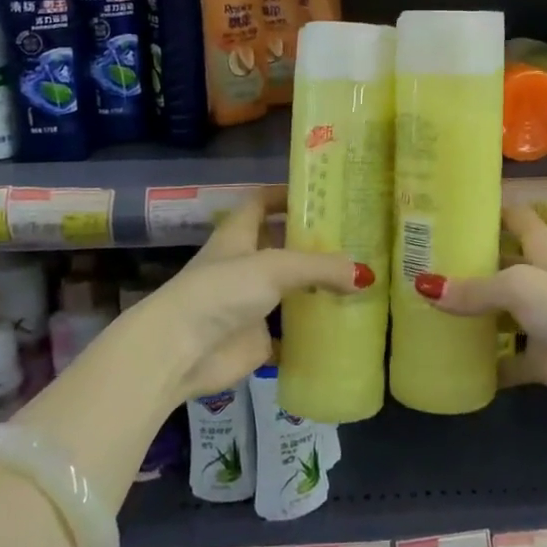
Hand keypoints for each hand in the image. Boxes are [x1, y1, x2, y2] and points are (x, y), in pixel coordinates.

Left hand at [133, 187, 368, 403]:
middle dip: (313, 244)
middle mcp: (243, 265)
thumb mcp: (275, 267)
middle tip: (356, 240)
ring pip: (289, 290)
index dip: (286, 194)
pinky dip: (312, 332)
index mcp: (238, 235)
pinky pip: (290, 333)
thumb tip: (366, 274)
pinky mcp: (255, 340)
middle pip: (281, 246)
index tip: (322, 194)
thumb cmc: (222, 291)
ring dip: (317, 288)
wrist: (179, 352)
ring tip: (360, 281)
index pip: (262, 202)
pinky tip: (344, 327)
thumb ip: (320, 267)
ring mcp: (249, 304)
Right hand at [416, 206, 546, 437]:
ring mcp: (542, 319)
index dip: (485, 210)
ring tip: (422, 308)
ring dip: (469, 313)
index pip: (513, 216)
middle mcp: (541, 278)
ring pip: (498, 312)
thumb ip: (475, 288)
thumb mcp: (521, 287)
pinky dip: (485, 362)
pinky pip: (506, 358)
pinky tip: (451, 362)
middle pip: (499, 263)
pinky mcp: (543, 358)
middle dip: (464, 264)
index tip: (445, 208)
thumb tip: (425, 286)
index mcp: (542, 248)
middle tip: (417, 262)